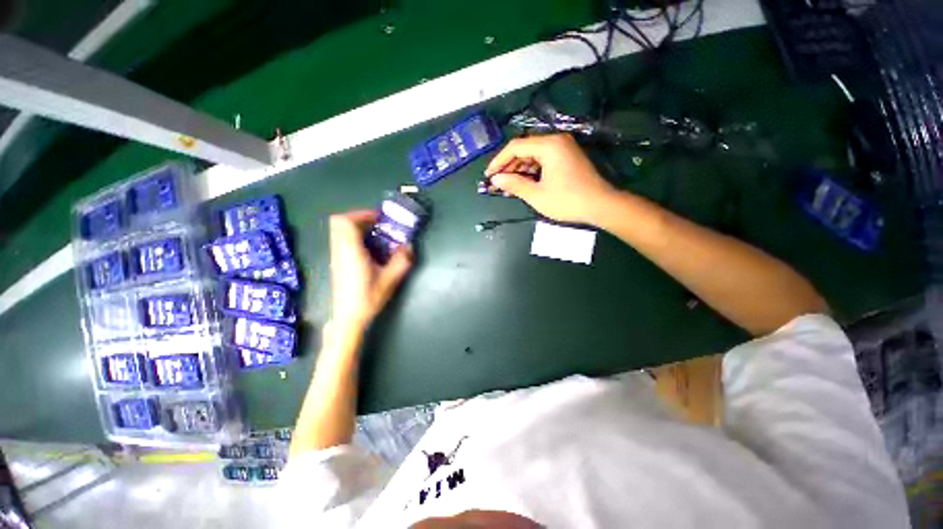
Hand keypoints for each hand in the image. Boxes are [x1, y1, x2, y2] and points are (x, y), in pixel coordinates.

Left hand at [329, 210, 412, 331]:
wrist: (349, 317)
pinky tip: (369, 250)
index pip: (345, 222)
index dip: (361, 214)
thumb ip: (401, 261)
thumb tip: (409, 245)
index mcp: (351, 252)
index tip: (378, 219)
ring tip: (375, 236)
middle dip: (359, 219)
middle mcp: (339, 250)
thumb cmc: (368, 297)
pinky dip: (353, 238)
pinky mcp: (337, 263)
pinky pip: (341, 241)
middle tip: (377, 225)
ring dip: (356, 228)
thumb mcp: (390, 280)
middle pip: (339, 223)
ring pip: (339, 231)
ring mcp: (336, 256)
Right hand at [485, 133, 617, 224]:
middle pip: (525, 149)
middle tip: (497, 182)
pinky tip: (523, 183)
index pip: (515, 147)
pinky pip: (543, 160)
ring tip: (508, 185)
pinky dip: (531, 171)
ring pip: (533, 155)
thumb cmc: (567, 200)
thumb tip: (496, 180)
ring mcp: (563, 148)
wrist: (601, 205)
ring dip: (519, 169)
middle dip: (509, 166)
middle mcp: (556, 141)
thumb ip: (514, 185)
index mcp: (548, 145)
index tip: (488, 175)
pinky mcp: (567, 157)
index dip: (499, 161)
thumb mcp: (537, 195)